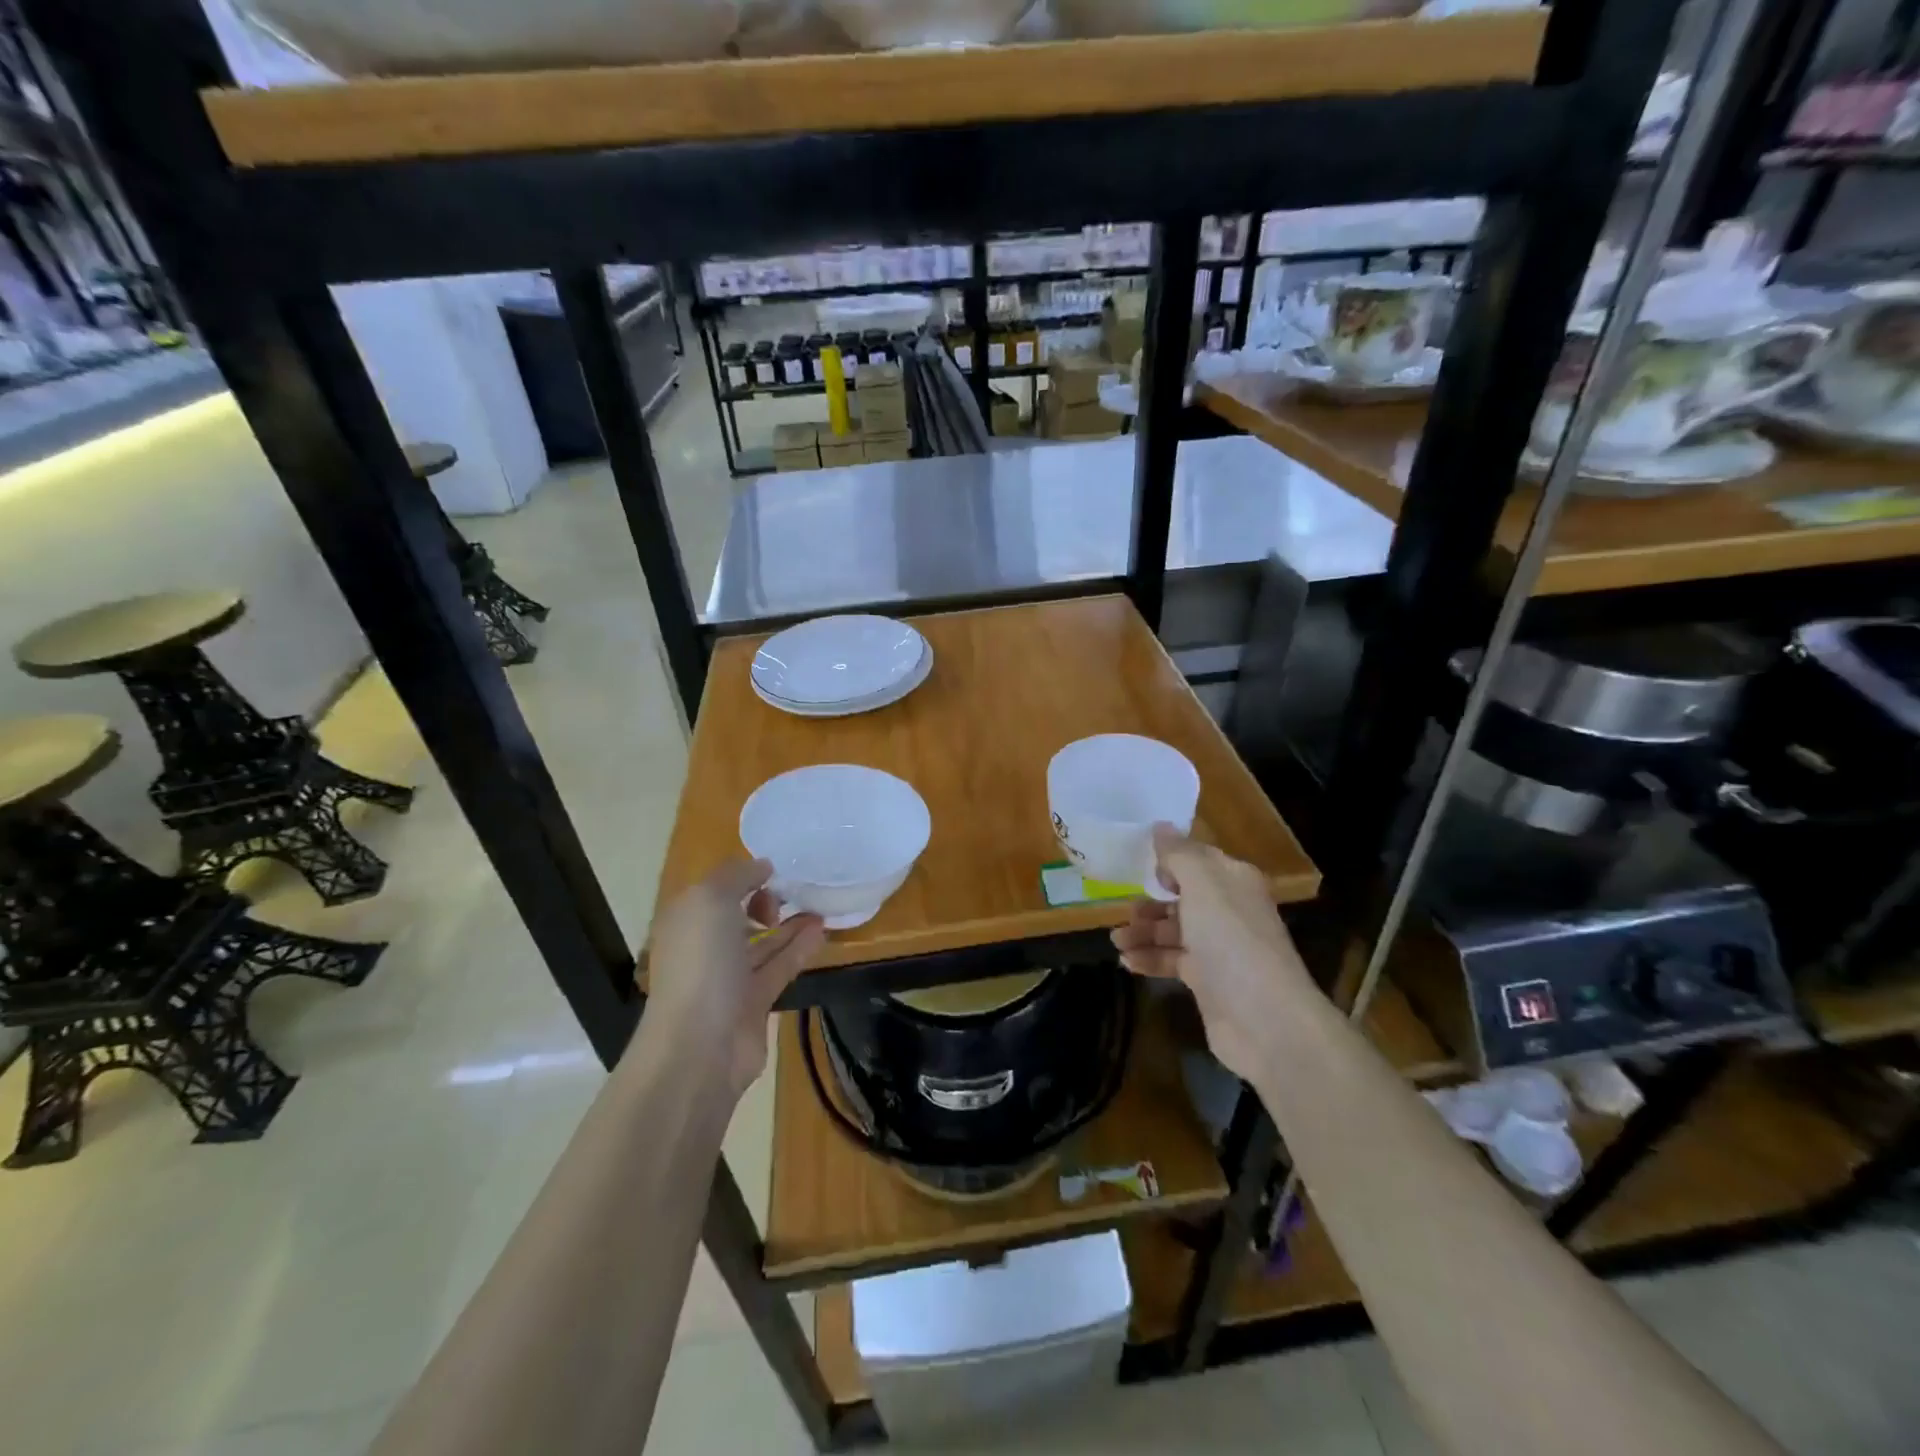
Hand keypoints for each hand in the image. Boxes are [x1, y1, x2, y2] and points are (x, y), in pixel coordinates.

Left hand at [644, 859, 826, 1099]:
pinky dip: (800, 949)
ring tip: (821, 906)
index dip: (744, 876)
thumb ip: (737, 876)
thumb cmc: (701, 963)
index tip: (776, 869)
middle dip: (767, 901)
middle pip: (739, 917)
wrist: (700, 1044)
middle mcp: (704, 948)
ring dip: (790, 924)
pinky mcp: (753, 1003)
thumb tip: (762, 866)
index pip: (715, 890)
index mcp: (686, 921)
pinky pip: (779, 967)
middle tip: (798, 890)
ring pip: (763, 943)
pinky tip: (822, 931)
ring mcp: (728, 978)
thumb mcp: (711, 901)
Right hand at [1111, 826, 1312, 1085]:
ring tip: (1116, 940)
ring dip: (1143, 933)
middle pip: (1183, 897)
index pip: (1199, 860)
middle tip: (1122, 910)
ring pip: (1174, 931)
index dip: (1170, 860)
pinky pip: (1173, 961)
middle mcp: (1229, 911)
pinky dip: (1150, 959)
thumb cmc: (1231, 940)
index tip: (1137, 863)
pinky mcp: (1209, 983)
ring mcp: (1220, 949)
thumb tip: (1161, 827)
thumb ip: (1179, 854)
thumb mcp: (1203, 885)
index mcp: (1234, 881)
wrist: (1266, 1020)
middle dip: (1151, 902)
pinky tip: (1127, 961)